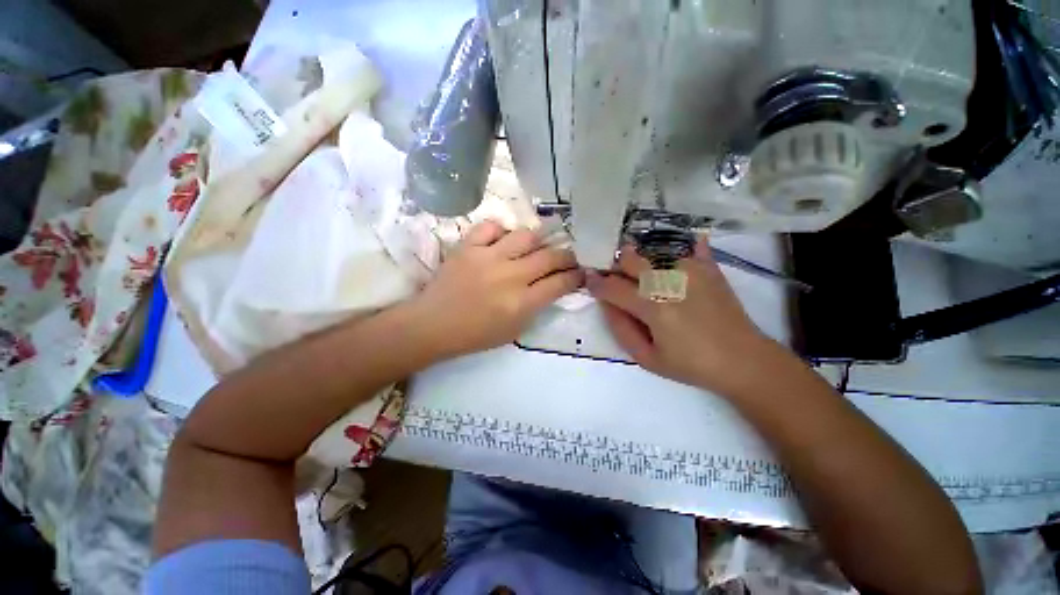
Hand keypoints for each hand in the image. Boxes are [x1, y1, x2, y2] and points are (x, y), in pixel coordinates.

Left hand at [409, 220, 583, 358]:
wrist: (433, 325)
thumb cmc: (475, 335)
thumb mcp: (515, 330)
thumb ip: (536, 307)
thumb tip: (552, 286)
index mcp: (522, 303)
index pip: (560, 283)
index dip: (576, 276)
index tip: (581, 273)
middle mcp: (510, 276)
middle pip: (550, 257)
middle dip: (567, 256)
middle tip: (568, 257)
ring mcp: (488, 257)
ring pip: (525, 236)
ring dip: (537, 241)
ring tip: (535, 248)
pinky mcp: (468, 246)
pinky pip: (491, 227)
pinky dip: (500, 231)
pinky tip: (501, 241)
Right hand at [587, 241, 781, 393]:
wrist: (743, 360)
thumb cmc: (691, 364)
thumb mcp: (647, 358)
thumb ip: (621, 329)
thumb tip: (606, 304)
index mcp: (653, 308)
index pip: (613, 288)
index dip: (596, 283)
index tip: (588, 279)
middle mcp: (669, 282)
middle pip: (630, 260)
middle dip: (614, 265)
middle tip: (613, 275)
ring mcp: (691, 271)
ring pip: (652, 252)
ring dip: (639, 259)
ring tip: (641, 272)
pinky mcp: (709, 269)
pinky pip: (691, 247)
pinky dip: (682, 247)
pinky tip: (682, 248)